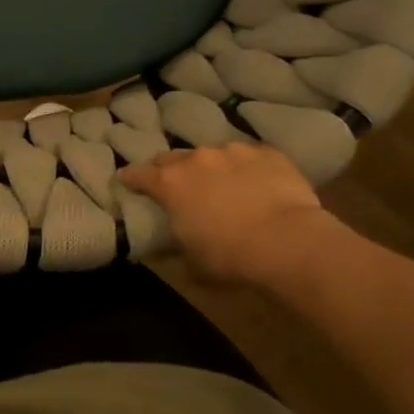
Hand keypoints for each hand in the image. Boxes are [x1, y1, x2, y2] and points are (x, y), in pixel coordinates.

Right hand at [119, 143, 334, 286]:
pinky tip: (257, 184)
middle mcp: (197, 159)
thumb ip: (178, 246)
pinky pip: (249, 157)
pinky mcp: (267, 152)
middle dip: (169, 170)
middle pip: (173, 158)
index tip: (126, 180)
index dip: (130, 178)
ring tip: (223, 186)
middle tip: (176, 185)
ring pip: (213, 154)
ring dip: (211, 168)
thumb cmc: (230, 257)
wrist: (287, 241)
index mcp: (171, 184)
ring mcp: (233, 151)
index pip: (138, 174)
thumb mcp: (192, 263)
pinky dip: (246, 168)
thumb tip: (175, 246)